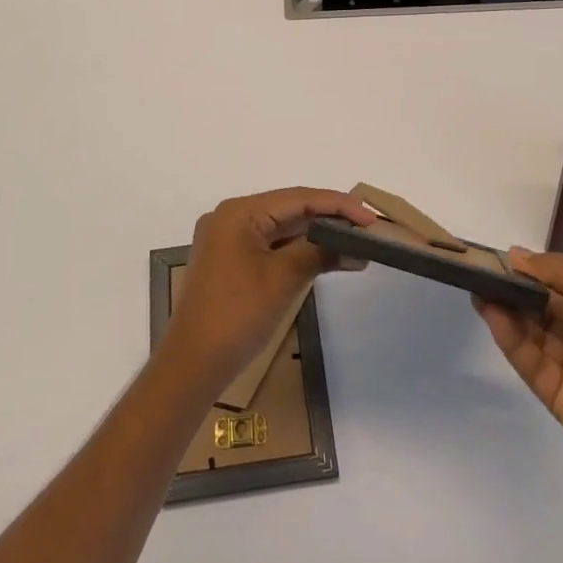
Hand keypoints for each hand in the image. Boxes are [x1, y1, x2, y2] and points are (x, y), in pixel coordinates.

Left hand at [162, 188, 374, 394]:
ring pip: (281, 228)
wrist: (192, 364)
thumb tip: (356, 245)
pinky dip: (298, 252)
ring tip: (356, 245)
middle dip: (329, 219)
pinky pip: (271, 246)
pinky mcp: (230, 261)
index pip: (297, 198)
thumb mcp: (283, 279)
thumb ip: (319, 252)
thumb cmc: (237, 315)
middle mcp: (231, 217)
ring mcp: (228, 240)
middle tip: (367, 229)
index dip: (337, 205)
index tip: (370, 216)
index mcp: (239, 212)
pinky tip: (327, 258)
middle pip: (289, 209)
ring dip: (316, 237)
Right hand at [476, 249, 562, 489]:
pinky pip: (531, 364)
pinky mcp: (560, 399)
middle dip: (515, 290)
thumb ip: (561, 272)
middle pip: (544, 310)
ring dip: (507, 311)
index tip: (503, 257)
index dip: (535, 272)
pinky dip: (510, 339)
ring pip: (533, 335)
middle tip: (481, 272)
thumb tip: (517, 254)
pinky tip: (493, 315)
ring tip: (478, 289)